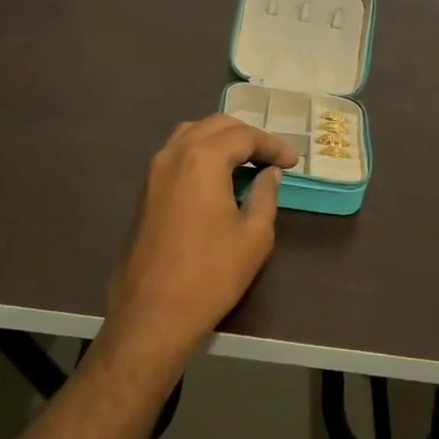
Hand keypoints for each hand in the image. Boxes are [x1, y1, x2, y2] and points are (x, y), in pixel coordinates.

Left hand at [103, 115, 299, 366]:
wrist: (154, 312)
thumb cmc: (211, 273)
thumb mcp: (254, 235)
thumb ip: (265, 195)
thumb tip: (269, 174)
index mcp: (202, 158)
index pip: (244, 136)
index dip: (273, 146)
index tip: (293, 162)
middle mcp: (173, 153)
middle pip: (215, 126)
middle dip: (247, 136)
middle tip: (272, 157)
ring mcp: (154, 171)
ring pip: (191, 134)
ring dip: (221, 140)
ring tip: (246, 161)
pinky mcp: (145, 190)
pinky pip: (176, 154)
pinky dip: (201, 153)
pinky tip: (218, 176)